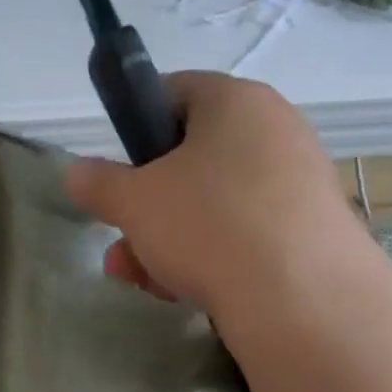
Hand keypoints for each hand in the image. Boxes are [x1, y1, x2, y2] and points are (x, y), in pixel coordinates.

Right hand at [66, 71, 356, 317]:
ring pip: (216, 204)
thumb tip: (78, 172)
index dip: (136, 128)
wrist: (304, 299)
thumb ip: (98, 183)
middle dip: (147, 207)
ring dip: (170, 241)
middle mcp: (276, 130)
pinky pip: (248, 233)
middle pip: (192, 160)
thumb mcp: (134, 202)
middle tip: (123, 244)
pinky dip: (214, 258)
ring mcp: (300, 182)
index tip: (118, 173)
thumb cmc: (209, 224)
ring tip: (145, 281)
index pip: (174, 92)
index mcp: (235, 101)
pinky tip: (189, 294)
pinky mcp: (313, 231)